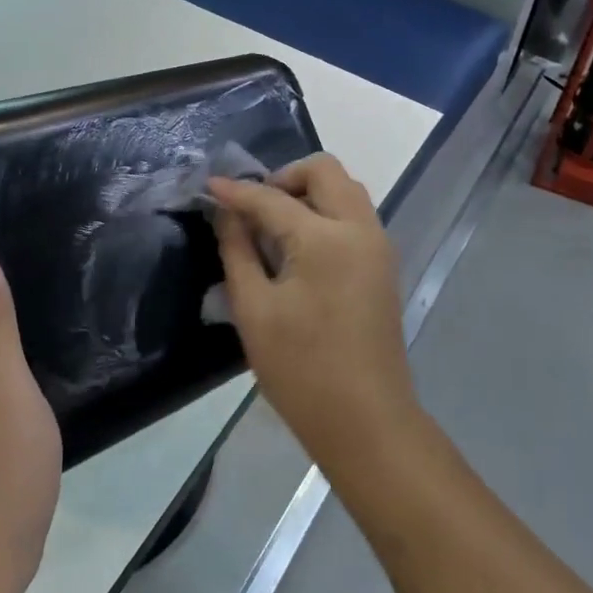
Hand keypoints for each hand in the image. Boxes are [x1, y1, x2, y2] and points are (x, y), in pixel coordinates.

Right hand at [208, 154, 419, 472]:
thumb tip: (226, 212)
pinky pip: (354, 214)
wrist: (367, 421)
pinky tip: (298, 245)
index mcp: (326, 238)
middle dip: (284, 177)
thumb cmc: (301, 369)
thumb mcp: (254, 309)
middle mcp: (360, 229)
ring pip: (345, 189)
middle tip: (253, 207)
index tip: (209, 185)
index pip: (273, 198)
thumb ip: (237, 250)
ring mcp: (378, 246)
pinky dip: (325, 211)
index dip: (237, 192)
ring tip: (273, 225)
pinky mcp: (383, 265)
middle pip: (325, 170)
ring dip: (308, 191)